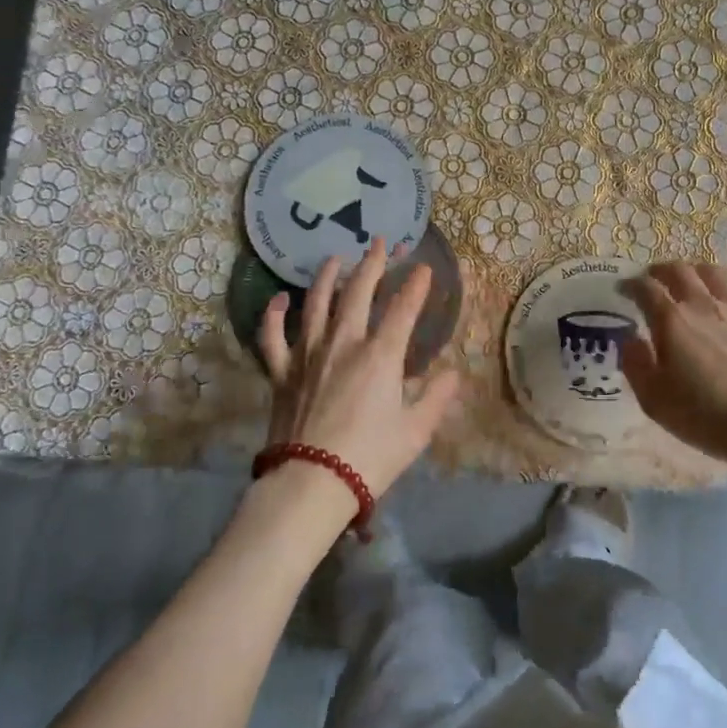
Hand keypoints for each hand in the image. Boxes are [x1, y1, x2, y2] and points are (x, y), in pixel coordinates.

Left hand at [258, 238, 458, 510]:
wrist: (311, 484)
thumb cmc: (370, 458)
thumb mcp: (416, 431)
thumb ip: (437, 397)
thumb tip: (453, 373)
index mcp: (380, 356)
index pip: (403, 309)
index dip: (416, 286)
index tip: (424, 269)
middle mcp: (344, 344)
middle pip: (358, 294)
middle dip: (372, 265)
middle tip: (380, 243)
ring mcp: (308, 355)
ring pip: (316, 304)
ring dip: (327, 278)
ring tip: (335, 259)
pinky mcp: (282, 373)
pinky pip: (273, 337)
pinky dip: (274, 315)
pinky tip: (279, 299)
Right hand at [620, 262, 726, 481]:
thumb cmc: (709, 416)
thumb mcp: (655, 401)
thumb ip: (635, 364)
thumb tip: (629, 339)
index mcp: (672, 321)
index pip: (646, 288)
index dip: (631, 285)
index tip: (624, 290)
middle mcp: (703, 304)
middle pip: (680, 270)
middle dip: (662, 270)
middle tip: (655, 280)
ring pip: (714, 273)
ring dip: (696, 272)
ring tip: (692, 282)